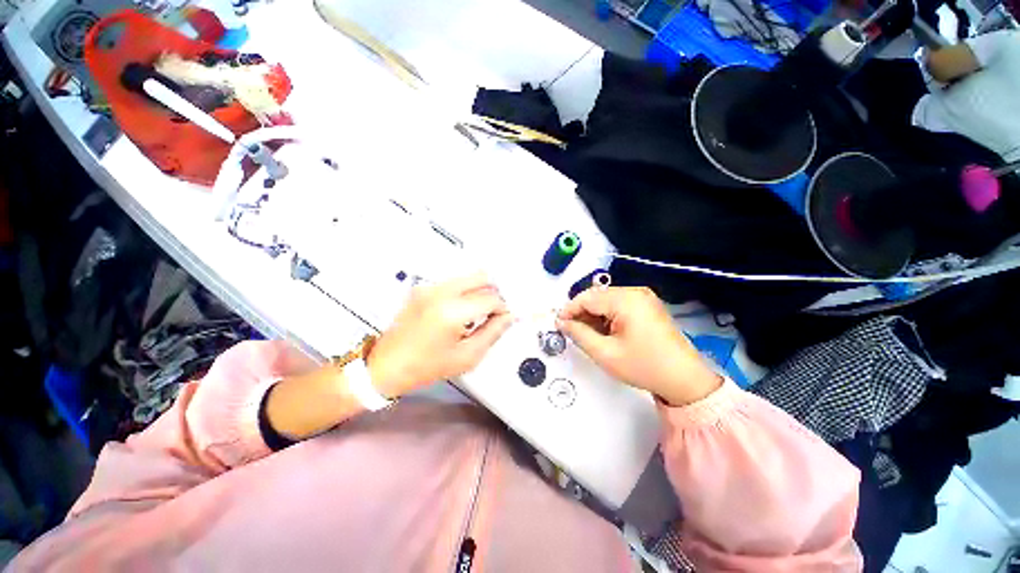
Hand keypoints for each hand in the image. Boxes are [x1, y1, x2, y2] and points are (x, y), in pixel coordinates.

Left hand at [367, 273, 513, 397]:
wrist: (386, 366)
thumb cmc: (427, 367)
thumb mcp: (467, 357)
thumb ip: (493, 333)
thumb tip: (508, 317)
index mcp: (452, 312)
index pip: (491, 298)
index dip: (503, 308)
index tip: (504, 319)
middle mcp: (441, 292)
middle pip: (481, 277)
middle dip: (494, 293)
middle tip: (495, 312)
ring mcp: (429, 287)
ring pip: (468, 277)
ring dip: (480, 291)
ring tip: (479, 313)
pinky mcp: (423, 288)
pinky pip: (454, 283)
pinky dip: (465, 292)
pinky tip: (461, 311)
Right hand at [557, 287, 721, 405]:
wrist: (685, 379)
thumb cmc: (644, 366)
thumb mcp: (605, 353)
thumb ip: (579, 334)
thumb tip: (562, 322)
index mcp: (626, 300)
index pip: (587, 297)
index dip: (569, 309)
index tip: (559, 324)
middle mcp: (635, 292)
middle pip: (597, 296)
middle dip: (581, 312)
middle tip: (572, 331)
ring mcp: (643, 297)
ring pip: (606, 300)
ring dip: (593, 314)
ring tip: (588, 334)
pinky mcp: (647, 305)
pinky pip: (618, 304)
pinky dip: (606, 315)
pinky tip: (604, 331)